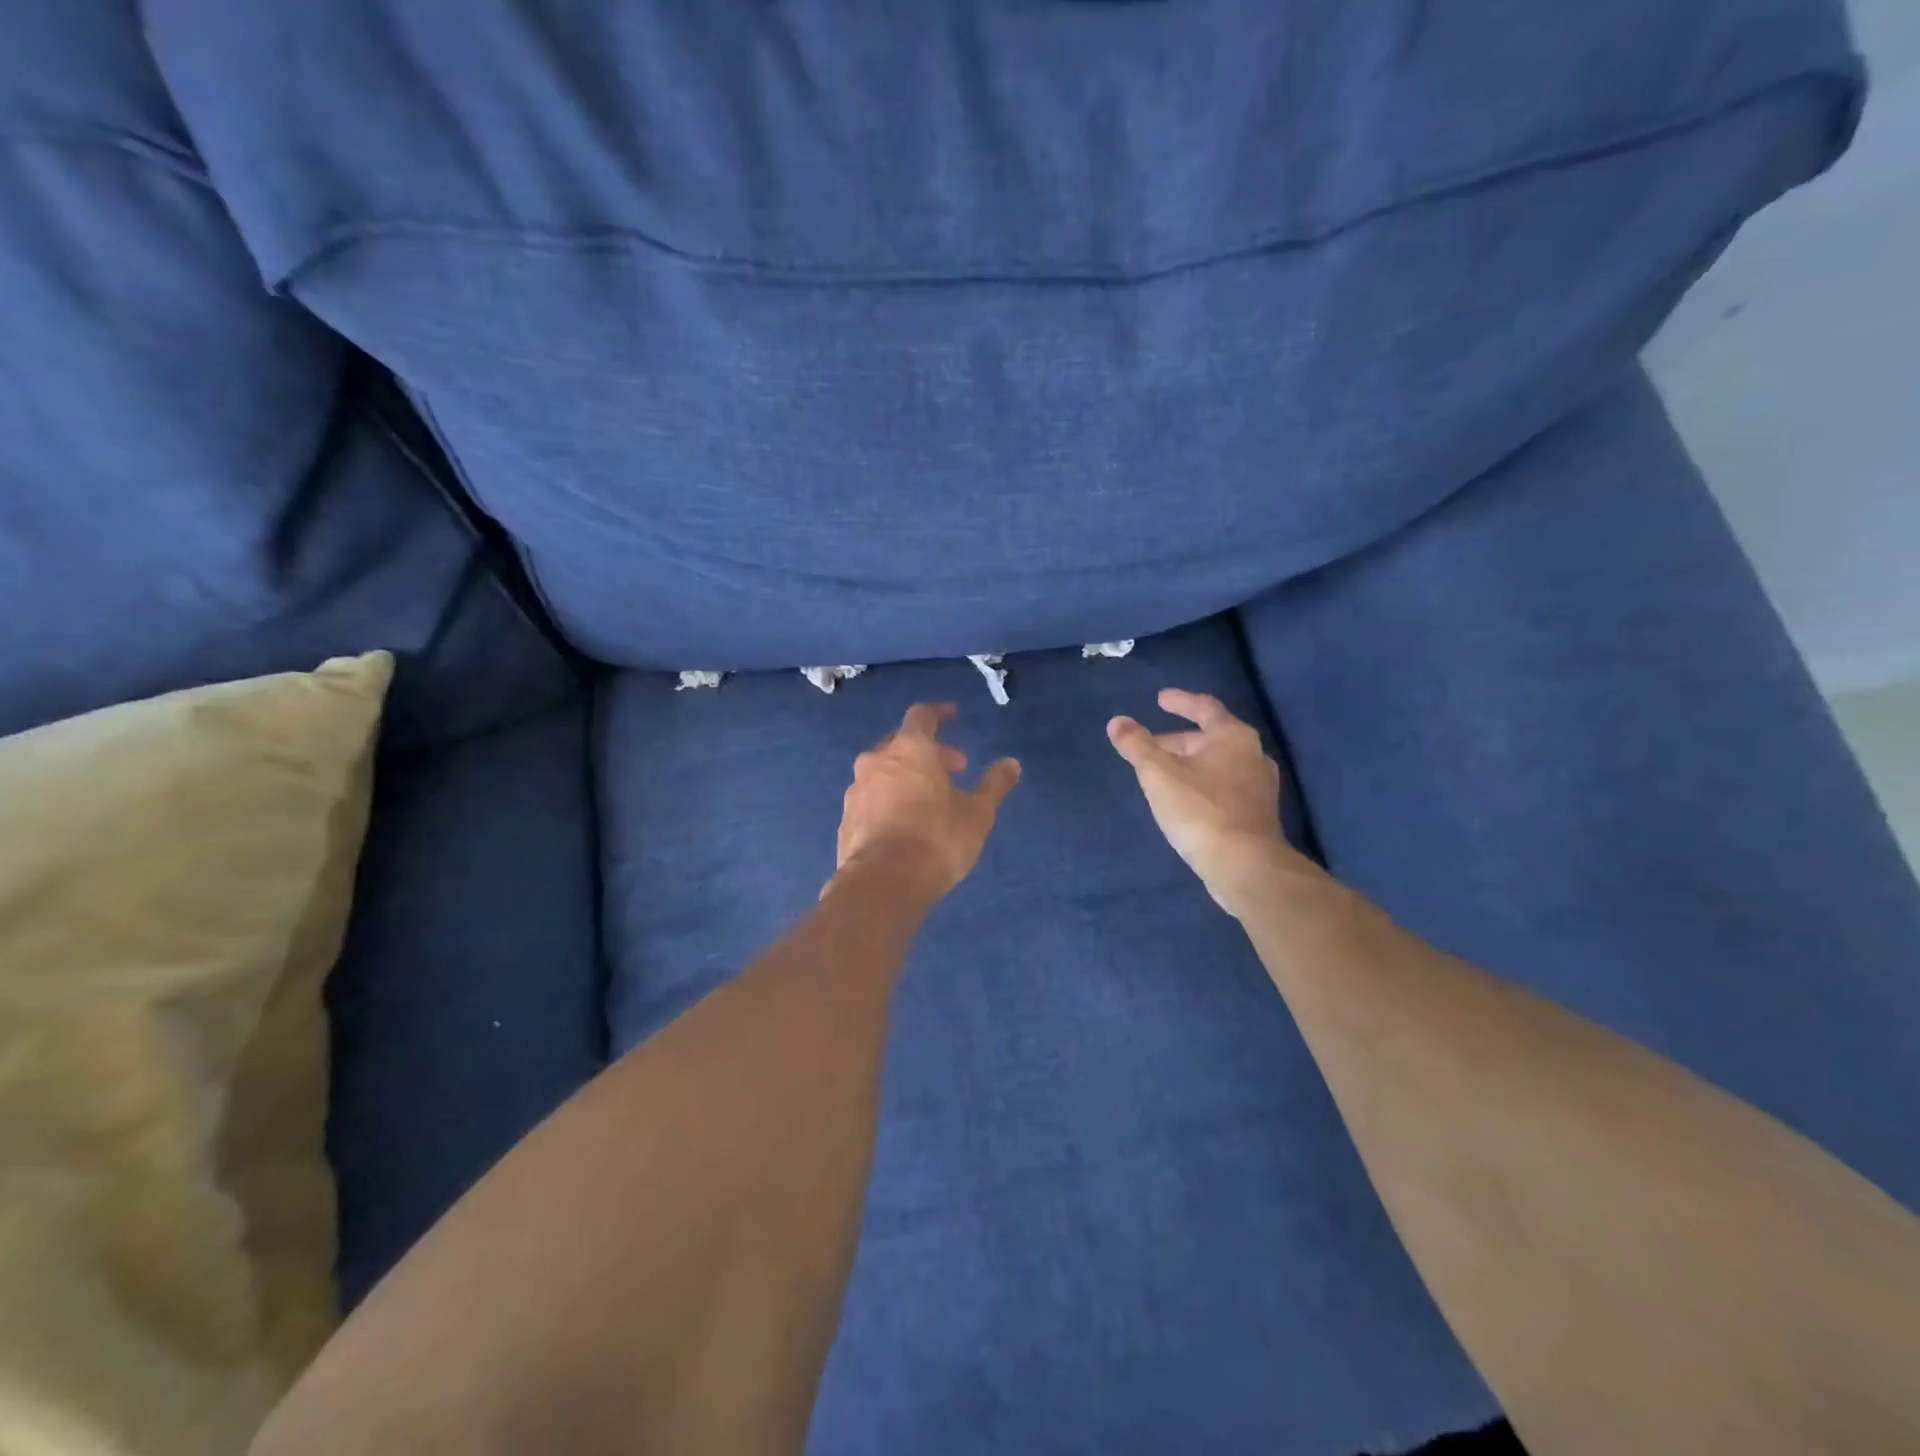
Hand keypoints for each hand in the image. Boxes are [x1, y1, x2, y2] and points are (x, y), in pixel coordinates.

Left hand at [834, 704, 1020, 902]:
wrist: (883, 883)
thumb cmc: (937, 840)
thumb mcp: (977, 814)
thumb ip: (994, 785)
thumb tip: (1012, 764)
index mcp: (910, 749)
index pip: (922, 715)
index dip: (939, 713)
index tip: (953, 716)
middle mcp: (877, 761)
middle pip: (902, 743)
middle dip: (929, 751)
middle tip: (954, 769)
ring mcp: (856, 790)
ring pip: (883, 771)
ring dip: (907, 776)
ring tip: (930, 799)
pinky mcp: (846, 819)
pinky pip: (871, 798)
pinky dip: (889, 800)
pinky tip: (904, 823)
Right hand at [1107, 690, 1321, 915]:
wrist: (1245, 866)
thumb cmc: (1200, 811)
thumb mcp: (1158, 774)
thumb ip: (1136, 745)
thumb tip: (1117, 722)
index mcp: (1233, 736)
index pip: (1204, 707)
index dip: (1180, 701)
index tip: (1160, 699)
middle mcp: (1253, 755)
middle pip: (1210, 737)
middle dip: (1177, 740)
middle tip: (1148, 747)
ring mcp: (1259, 786)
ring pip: (1217, 763)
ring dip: (1189, 763)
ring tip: (1162, 773)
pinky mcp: (1257, 813)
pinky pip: (1224, 786)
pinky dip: (1202, 783)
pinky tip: (1184, 800)